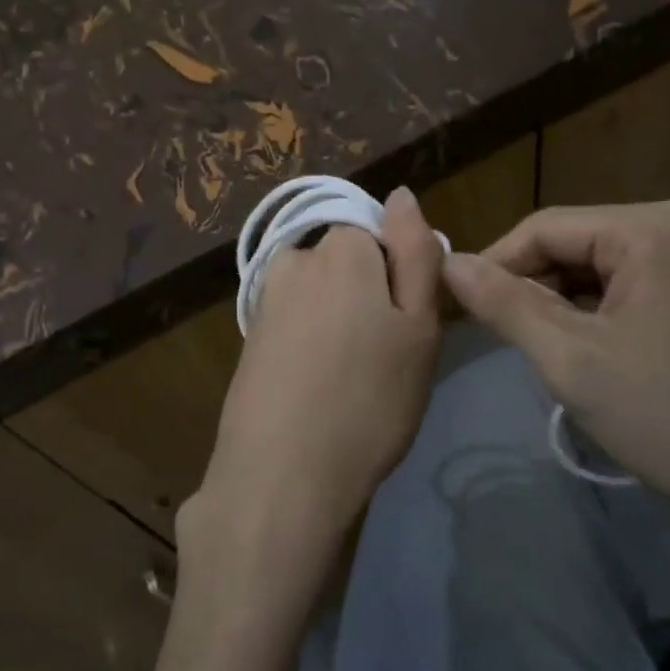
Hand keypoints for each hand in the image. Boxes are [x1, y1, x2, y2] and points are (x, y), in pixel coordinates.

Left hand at [186, 188, 442, 579]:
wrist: (281, 475)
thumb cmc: (368, 401)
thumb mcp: (418, 326)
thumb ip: (414, 251)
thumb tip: (400, 195)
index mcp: (340, 248)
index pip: (381, 232)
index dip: (400, 273)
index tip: (408, 322)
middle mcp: (296, 258)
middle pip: (347, 260)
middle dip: (369, 293)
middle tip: (386, 356)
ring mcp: (267, 296)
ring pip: (322, 291)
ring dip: (340, 319)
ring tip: (353, 377)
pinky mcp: (251, 334)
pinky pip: (296, 320)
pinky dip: (313, 342)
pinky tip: (319, 385)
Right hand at [441, 200, 669, 533]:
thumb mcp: (572, 361)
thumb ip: (504, 304)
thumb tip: (448, 261)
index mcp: (651, 228)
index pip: (543, 228)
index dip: (494, 265)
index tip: (460, 309)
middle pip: (571, 243)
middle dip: (530, 287)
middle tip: (501, 339)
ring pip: (594, 266)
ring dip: (559, 304)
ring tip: (539, 350)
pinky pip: (625, 284)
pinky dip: (593, 313)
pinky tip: (584, 350)